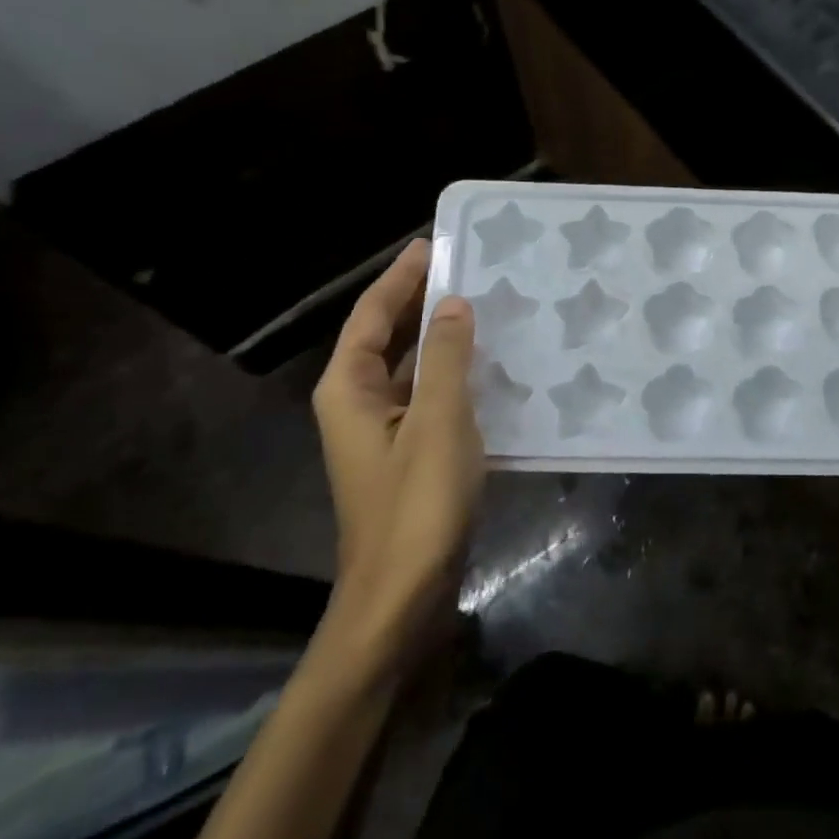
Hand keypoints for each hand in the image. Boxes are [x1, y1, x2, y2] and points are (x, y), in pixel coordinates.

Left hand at [310, 238, 483, 677]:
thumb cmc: (417, 504)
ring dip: (441, 337)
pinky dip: (452, 373)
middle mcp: (358, 403)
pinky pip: (428, 396)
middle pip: (387, 337)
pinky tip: (489, 365)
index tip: (433, 243)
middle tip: (468, 268)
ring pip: (410, 367)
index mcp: (349, 389)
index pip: (372, 315)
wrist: (403, 595)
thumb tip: (453, 303)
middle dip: (421, 301)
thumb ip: (444, 357)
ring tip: (485, 306)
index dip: (401, 277)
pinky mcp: (408, 453)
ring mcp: (383, 431)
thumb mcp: (437, 420)